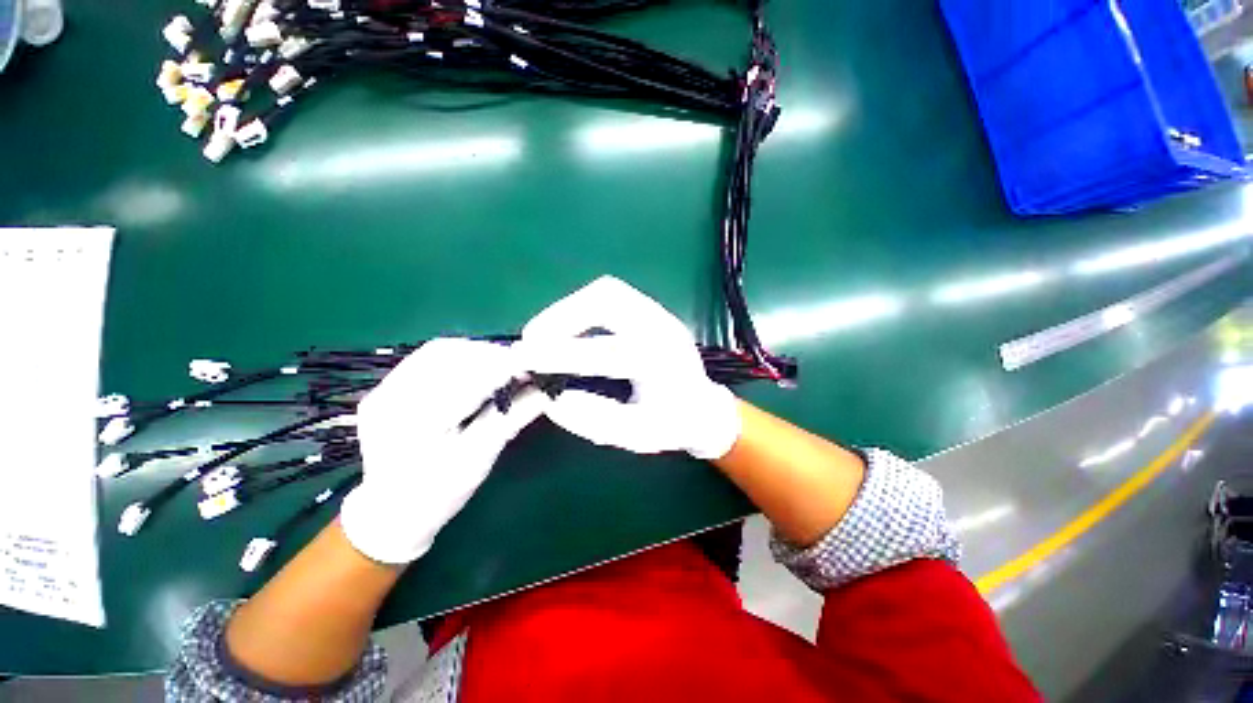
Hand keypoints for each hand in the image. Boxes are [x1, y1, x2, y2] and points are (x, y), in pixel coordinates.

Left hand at [340, 338, 547, 563]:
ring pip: (437, 350)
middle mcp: (392, 397)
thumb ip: (512, 418)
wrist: (388, 514)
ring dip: (475, 352)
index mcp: (417, 422)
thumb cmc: (438, 494)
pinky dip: (457, 357)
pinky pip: (425, 359)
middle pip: (449, 353)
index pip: (468, 376)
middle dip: (491, 354)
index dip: (505, 365)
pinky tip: (474, 370)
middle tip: (520, 366)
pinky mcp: (382, 390)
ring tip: (500, 366)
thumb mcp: (479, 459)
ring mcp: (382, 391)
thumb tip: (546, 390)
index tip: (534, 367)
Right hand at [517, 276, 740, 459]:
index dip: (561, 354)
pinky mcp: (652, 310)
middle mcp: (663, 328)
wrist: (704, 407)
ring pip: (608, 291)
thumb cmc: (673, 425)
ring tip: (545, 333)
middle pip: (608, 299)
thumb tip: (553, 400)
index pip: (606, 352)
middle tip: (533, 340)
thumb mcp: (637, 435)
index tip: (524, 359)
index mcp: (663, 363)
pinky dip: (583, 307)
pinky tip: (570, 327)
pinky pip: (612, 296)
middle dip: (562, 316)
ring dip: (570, 307)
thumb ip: (596, 420)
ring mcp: (659, 313)